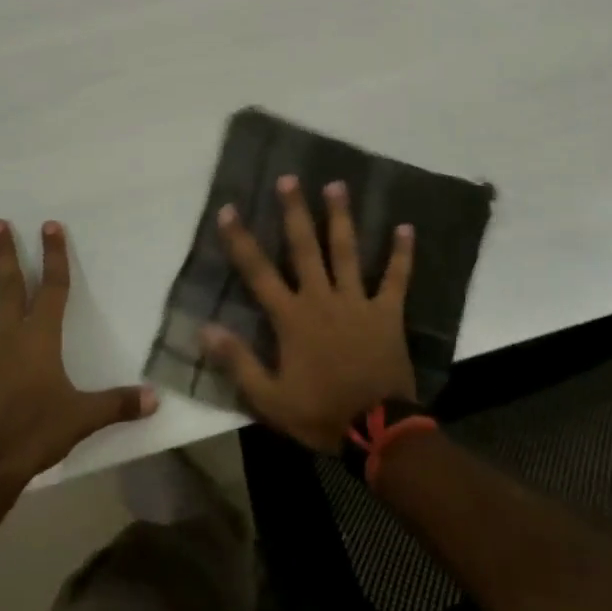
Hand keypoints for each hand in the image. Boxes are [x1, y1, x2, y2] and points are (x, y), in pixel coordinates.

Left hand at [0, 220, 156, 484]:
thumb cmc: (35, 433)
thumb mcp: (84, 418)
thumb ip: (118, 404)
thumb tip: (156, 398)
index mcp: (40, 339)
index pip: (52, 288)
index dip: (53, 256)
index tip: (49, 226)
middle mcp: (6, 338)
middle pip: (5, 288)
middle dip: (2, 255)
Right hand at [202, 175, 417, 452]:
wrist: (377, 431)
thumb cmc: (319, 413)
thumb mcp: (269, 398)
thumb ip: (238, 361)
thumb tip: (205, 329)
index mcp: (292, 317)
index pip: (259, 271)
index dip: (241, 240)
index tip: (229, 209)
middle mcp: (322, 298)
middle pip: (304, 247)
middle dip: (295, 212)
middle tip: (289, 178)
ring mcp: (356, 301)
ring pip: (346, 251)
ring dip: (341, 217)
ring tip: (337, 185)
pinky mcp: (386, 312)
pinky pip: (395, 278)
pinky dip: (401, 254)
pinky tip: (406, 227)